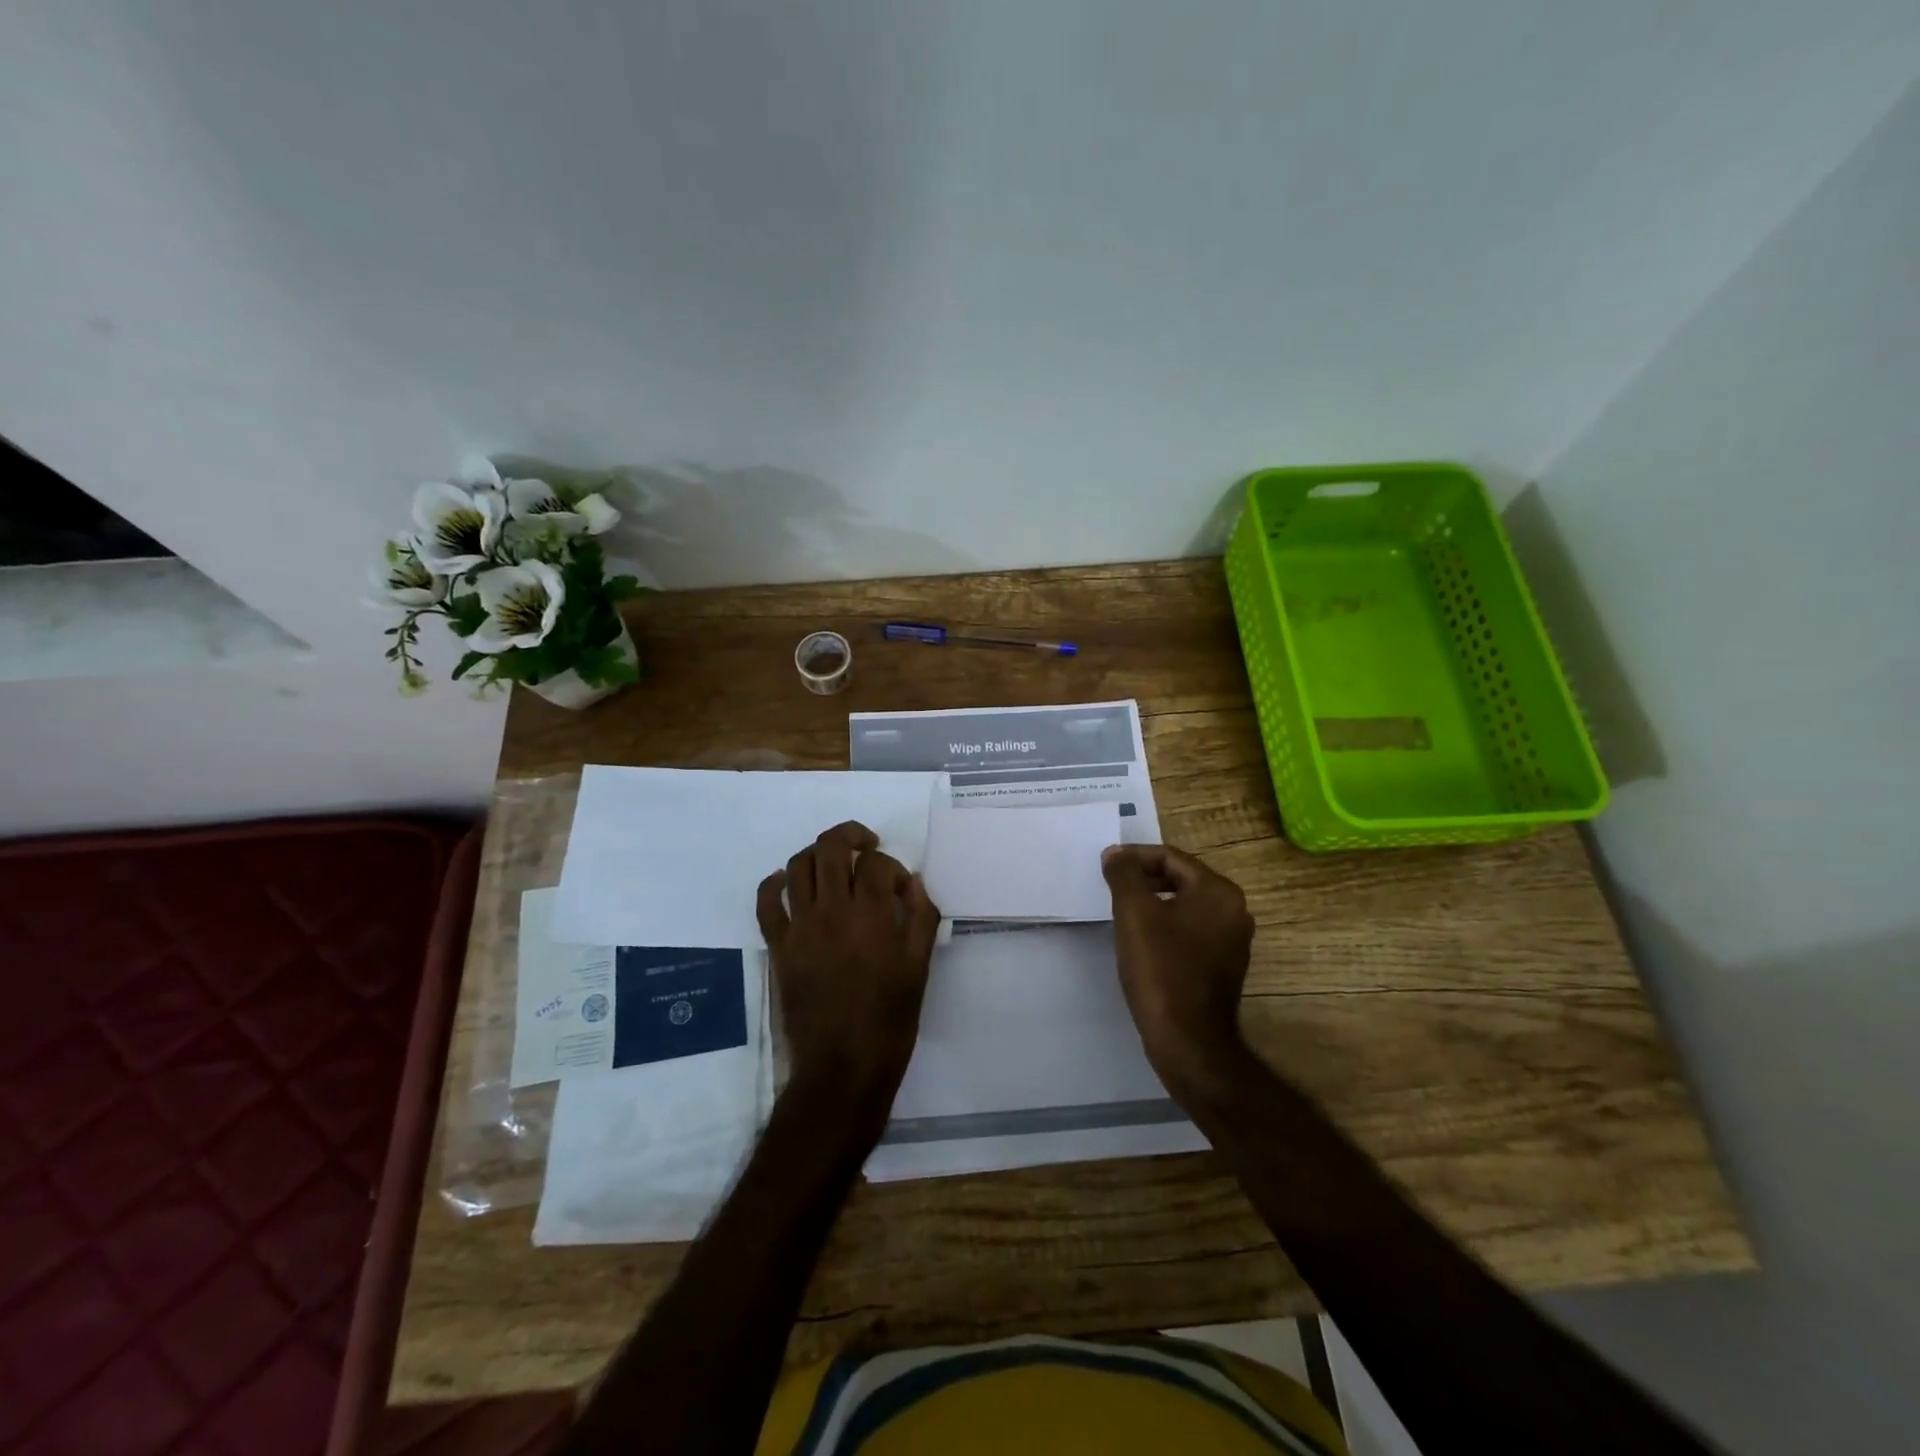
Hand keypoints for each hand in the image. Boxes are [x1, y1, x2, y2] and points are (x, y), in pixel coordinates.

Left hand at [756, 821, 941, 1123]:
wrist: (843, 1066)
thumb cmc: (889, 1019)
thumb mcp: (919, 967)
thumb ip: (920, 917)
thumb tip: (911, 882)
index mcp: (872, 915)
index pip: (877, 863)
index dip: (891, 866)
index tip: (899, 886)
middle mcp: (832, 910)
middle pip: (832, 847)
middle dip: (852, 836)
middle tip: (866, 846)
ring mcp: (800, 926)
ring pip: (798, 865)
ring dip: (817, 854)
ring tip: (833, 864)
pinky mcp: (778, 945)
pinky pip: (766, 901)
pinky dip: (774, 883)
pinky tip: (787, 883)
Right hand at [1101, 843, 1255, 1096]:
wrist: (1188, 1040)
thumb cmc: (1161, 969)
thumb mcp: (1134, 913)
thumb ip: (1124, 875)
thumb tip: (1116, 853)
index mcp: (1218, 891)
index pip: (1171, 857)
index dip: (1135, 857)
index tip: (1106, 867)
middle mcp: (1234, 910)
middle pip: (1181, 878)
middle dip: (1144, 878)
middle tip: (1112, 887)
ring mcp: (1232, 940)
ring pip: (1186, 905)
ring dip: (1154, 902)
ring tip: (1123, 912)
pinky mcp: (1224, 965)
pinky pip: (1191, 930)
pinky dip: (1167, 926)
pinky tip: (1143, 941)